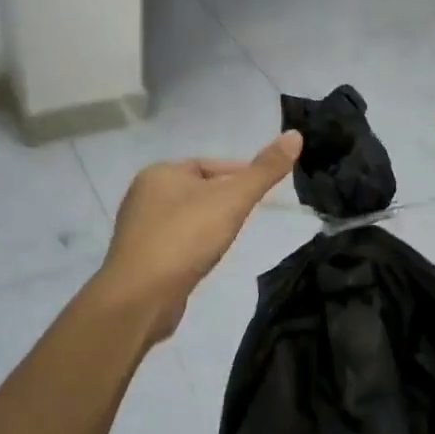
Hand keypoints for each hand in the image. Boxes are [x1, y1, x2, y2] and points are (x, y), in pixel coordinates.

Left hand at [97, 130, 302, 346]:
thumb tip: (295, 135)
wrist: (139, 298)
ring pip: (187, 217)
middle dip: (225, 201)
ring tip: (231, 238)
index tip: (263, 192)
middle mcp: (144, 195)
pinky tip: (206, 259)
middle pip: (198, 190)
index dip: (240, 175)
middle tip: (251, 216)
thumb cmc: (185, 238)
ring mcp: (139, 229)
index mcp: (160, 172)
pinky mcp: (140, 259)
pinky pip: (176, 243)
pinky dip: (194, 246)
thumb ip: (264, 170)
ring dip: (209, 224)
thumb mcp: (232, 199)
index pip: (210, 165)